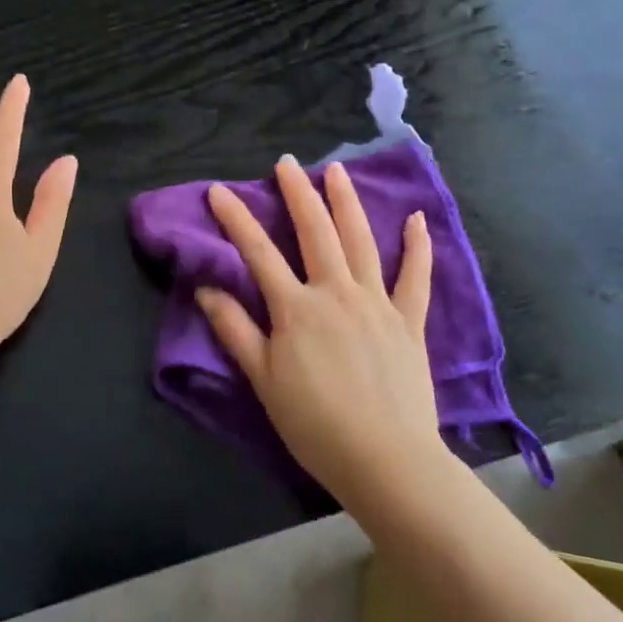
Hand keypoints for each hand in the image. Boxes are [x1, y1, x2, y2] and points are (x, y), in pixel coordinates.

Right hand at [196, 157, 444, 506]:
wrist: (384, 458)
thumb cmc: (314, 423)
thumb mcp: (263, 379)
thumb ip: (235, 330)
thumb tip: (206, 289)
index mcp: (296, 308)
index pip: (258, 252)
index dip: (236, 219)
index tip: (219, 190)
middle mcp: (336, 293)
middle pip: (315, 232)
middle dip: (298, 193)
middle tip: (287, 163)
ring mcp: (377, 303)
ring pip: (361, 241)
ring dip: (347, 203)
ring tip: (336, 171)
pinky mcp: (408, 321)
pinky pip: (415, 277)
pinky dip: (416, 246)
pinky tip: (416, 219)